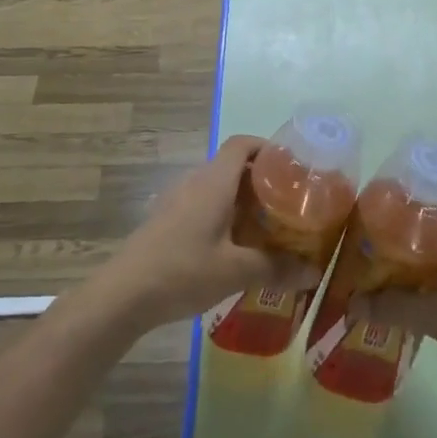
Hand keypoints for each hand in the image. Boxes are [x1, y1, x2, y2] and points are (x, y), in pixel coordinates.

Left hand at [99, 136, 322, 333]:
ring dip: (242, 200)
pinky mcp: (166, 219)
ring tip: (267, 226)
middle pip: (232, 165)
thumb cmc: (183, 270)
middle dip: (261, 180)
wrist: (123, 293)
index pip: (241, 144)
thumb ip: (276, 268)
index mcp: (214, 181)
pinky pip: (202, 204)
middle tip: (289, 204)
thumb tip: (313, 273)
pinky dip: (223, 214)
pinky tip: (234, 246)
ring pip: (217, 187)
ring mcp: (176, 199)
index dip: (267, 148)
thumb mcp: (236, 271)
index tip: (292, 167)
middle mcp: (195, 181)